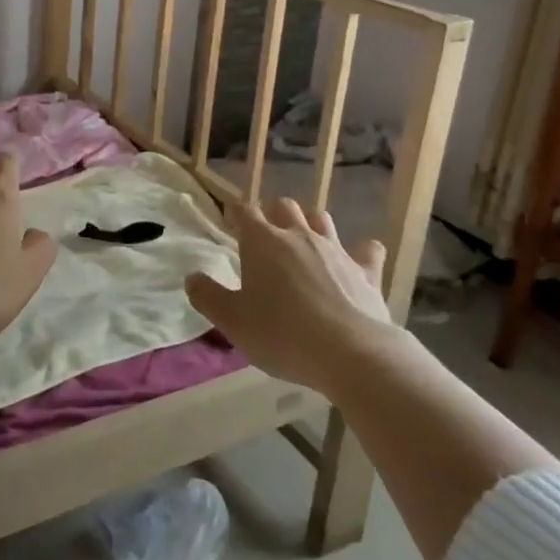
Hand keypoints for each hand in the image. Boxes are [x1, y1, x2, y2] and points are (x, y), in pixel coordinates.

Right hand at [186, 198, 393, 393]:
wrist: (351, 354)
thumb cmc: (281, 334)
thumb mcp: (232, 321)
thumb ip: (207, 296)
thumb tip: (192, 277)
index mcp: (262, 242)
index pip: (244, 211)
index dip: (235, 214)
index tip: (230, 224)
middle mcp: (298, 235)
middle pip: (284, 206)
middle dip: (273, 214)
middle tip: (265, 237)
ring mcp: (336, 250)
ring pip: (321, 219)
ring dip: (311, 225)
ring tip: (304, 244)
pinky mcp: (366, 271)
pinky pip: (368, 251)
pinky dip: (362, 251)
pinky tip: (359, 259)